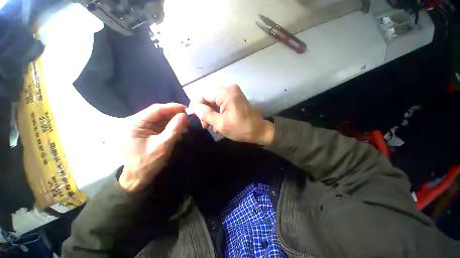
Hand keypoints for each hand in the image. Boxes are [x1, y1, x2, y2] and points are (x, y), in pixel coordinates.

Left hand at [119, 103, 187, 191]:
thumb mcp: (163, 145)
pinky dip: (170, 127)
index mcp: (135, 123)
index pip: (156, 109)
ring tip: (185, 124)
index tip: (186, 109)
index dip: (173, 107)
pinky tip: (179, 130)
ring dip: (173, 121)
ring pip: (160, 119)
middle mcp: (136, 122)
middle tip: (188, 117)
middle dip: (174, 115)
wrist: (136, 180)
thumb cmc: (146, 163)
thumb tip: (184, 115)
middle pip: (158, 113)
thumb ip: (174, 129)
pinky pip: (160, 126)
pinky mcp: (145, 133)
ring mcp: (141, 128)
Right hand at [188, 85, 274, 144]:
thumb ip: (205, 114)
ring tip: (214, 128)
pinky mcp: (236, 99)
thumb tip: (192, 106)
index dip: (197, 106)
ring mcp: (233, 94)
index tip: (197, 119)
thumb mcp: (220, 123)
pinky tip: (220, 124)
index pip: (203, 94)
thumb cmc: (241, 128)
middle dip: (206, 112)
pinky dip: (219, 113)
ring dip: (212, 115)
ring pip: (215, 102)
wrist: (260, 131)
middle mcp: (229, 89)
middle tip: (206, 126)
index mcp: (225, 93)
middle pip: (209, 98)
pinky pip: (222, 104)